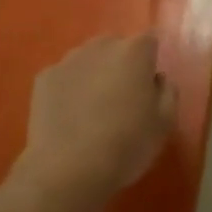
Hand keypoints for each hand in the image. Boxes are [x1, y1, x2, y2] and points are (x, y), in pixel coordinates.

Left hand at [17, 34, 176, 210]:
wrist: (67, 170)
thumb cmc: (125, 146)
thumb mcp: (163, 125)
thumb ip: (167, 92)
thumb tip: (158, 78)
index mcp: (134, 52)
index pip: (149, 41)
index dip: (150, 62)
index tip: (147, 87)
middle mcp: (101, 45)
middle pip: (116, 46)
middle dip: (121, 64)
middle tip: (121, 99)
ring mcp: (69, 59)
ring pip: (88, 59)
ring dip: (94, 74)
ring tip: (92, 110)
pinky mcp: (44, 77)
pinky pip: (64, 77)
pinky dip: (68, 89)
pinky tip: (68, 117)